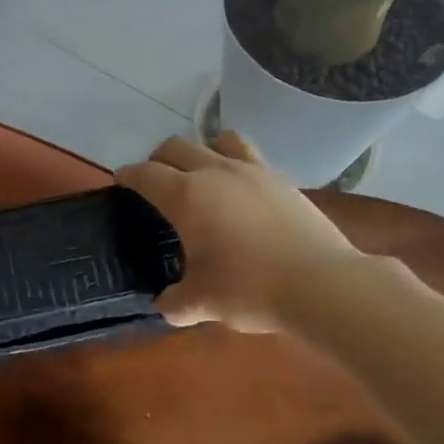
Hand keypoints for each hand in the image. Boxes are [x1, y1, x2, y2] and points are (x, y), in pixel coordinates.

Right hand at [116, 134, 359, 333]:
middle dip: (158, 159)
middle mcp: (215, 172)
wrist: (321, 283)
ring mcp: (252, 171)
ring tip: (202, 174)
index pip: (145, 174)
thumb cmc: (250, 289)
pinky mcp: (282, 179)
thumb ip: (176, 302)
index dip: (128, 175)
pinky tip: (241, 191)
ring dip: (201, 150)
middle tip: (155, 180)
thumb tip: (165, 304)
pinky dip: (236, 163)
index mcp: (186, 196)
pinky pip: (250, 156)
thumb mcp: (202, 303)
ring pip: (218, 140)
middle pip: (176, 147)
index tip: (121, 179)